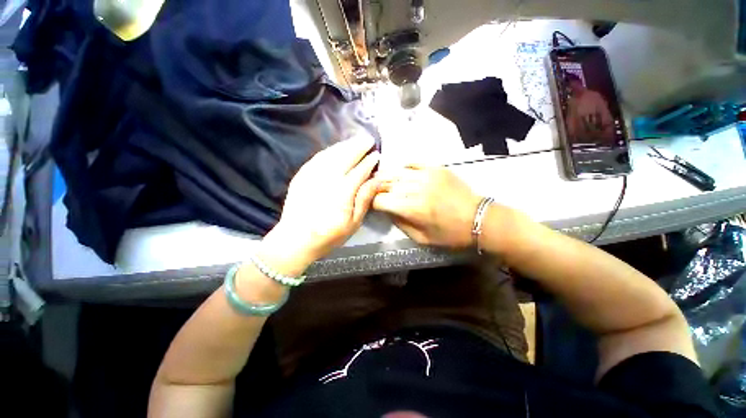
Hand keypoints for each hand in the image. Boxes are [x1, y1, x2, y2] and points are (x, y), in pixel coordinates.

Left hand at [264, 135, 379, 267]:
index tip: (376, 155)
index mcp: (342, 192)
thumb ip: (364, 199)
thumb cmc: (329, 235)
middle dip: (358, 147)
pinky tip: (336, 149)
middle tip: (368, 139)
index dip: (369, 162)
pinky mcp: (302, 175)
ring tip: (356, 140)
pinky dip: (330, 150)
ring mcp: (312, 175)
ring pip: (332, 154)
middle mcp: (328, 179)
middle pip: (346, 157)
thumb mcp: (353, 223)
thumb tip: (376, 180)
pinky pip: (318, 157)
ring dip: (345, 145)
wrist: (295, 239)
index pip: (359, 171)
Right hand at [373, 165, 481, 247]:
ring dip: (385, 176)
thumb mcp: (421, 238)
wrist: (478, 218)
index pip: (380, 200)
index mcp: (412, 208)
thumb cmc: (450, 233)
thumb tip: (386, 210)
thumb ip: (400, 223)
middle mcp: (416, 188)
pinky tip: (399, 172)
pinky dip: (402, 167)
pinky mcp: (436, 168)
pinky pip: (412, 163)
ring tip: (380, 180)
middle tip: (371, 191)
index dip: (371, 202)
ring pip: (396, 172)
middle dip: (375, 188)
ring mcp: (426, 174)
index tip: (371, 205)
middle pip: (385, 184)